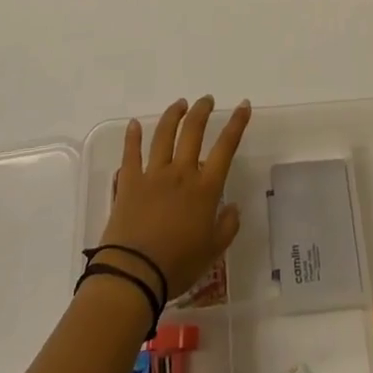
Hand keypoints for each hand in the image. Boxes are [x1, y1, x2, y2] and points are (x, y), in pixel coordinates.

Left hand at [98, 95, 250, 298]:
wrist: (135, 273)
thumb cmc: (178, 265)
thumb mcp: (213, 251)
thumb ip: (227, 226)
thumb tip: (234, 207)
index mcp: (205, 189)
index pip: (225, 147)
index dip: (236, 124)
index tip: (243, 105)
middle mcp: (181, 173)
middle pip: (193, 132)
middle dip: (202, 111)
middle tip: (206, 100)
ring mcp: (153, 174)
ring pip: (164, 135)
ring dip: (173, 116)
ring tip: (180, 104)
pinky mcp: (129, 182)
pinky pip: (131, 154)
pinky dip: (132, 137)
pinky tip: (134, 124)